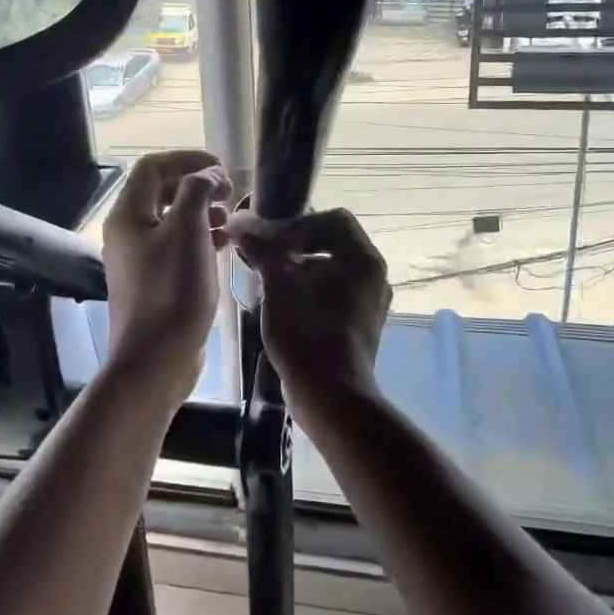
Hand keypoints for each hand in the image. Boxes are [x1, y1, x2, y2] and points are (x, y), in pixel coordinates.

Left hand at [103, 149, 231, 397]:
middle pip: (161, 192)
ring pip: (171, 220)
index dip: (188, 160)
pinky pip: (176, 247)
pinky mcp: (154, 282)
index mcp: (128, 214)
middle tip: (230, 194)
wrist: (155, 359)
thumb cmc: (172, 290)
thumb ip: (197, 191)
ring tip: (230, 221)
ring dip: (202, 212)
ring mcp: (139, 259)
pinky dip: (200, 238)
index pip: (153, 166)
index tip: (223, 170)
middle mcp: (127, 232)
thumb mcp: (188, 231)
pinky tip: (223, 247)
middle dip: (197, 186)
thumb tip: (209, 174)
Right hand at [229, 209, 391, 398]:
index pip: (333, 219)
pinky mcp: (361, 324)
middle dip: (295, 245)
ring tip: (269, 281)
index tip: (270, 240)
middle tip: (266, 256)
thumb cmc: (306, 331)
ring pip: (332, 269)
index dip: (297, 223)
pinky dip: (310, 290)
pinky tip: (284, 305)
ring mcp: (371, 302)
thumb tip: (239, 222)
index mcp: (363, 258)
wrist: (329, 395)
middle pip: (332, 242)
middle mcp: (374, 275)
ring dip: (300, 268)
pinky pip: (335, 293)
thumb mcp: (277, 284)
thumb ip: (261, 247)